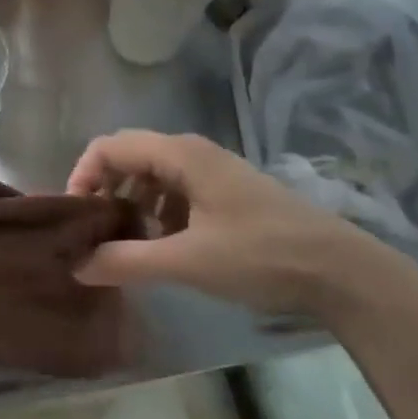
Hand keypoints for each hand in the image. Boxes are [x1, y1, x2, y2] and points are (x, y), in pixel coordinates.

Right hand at [67, 130, 417, 323]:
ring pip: (151, 175)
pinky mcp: (226, 192)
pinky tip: (163, 244)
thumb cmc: (260, 256)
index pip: (108, 147)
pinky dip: (156, 211)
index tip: (75, 218)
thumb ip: (126, 260)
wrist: (342, 270)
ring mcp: (212, 170)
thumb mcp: (187, 261)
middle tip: (93, 232)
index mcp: (179, 155)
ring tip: (125, 242)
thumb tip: (75, 266)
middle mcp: (192, 152)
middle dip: (103, 191)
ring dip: (129, 203)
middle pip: (128, 158)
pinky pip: (175, 190)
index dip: (82, 176)